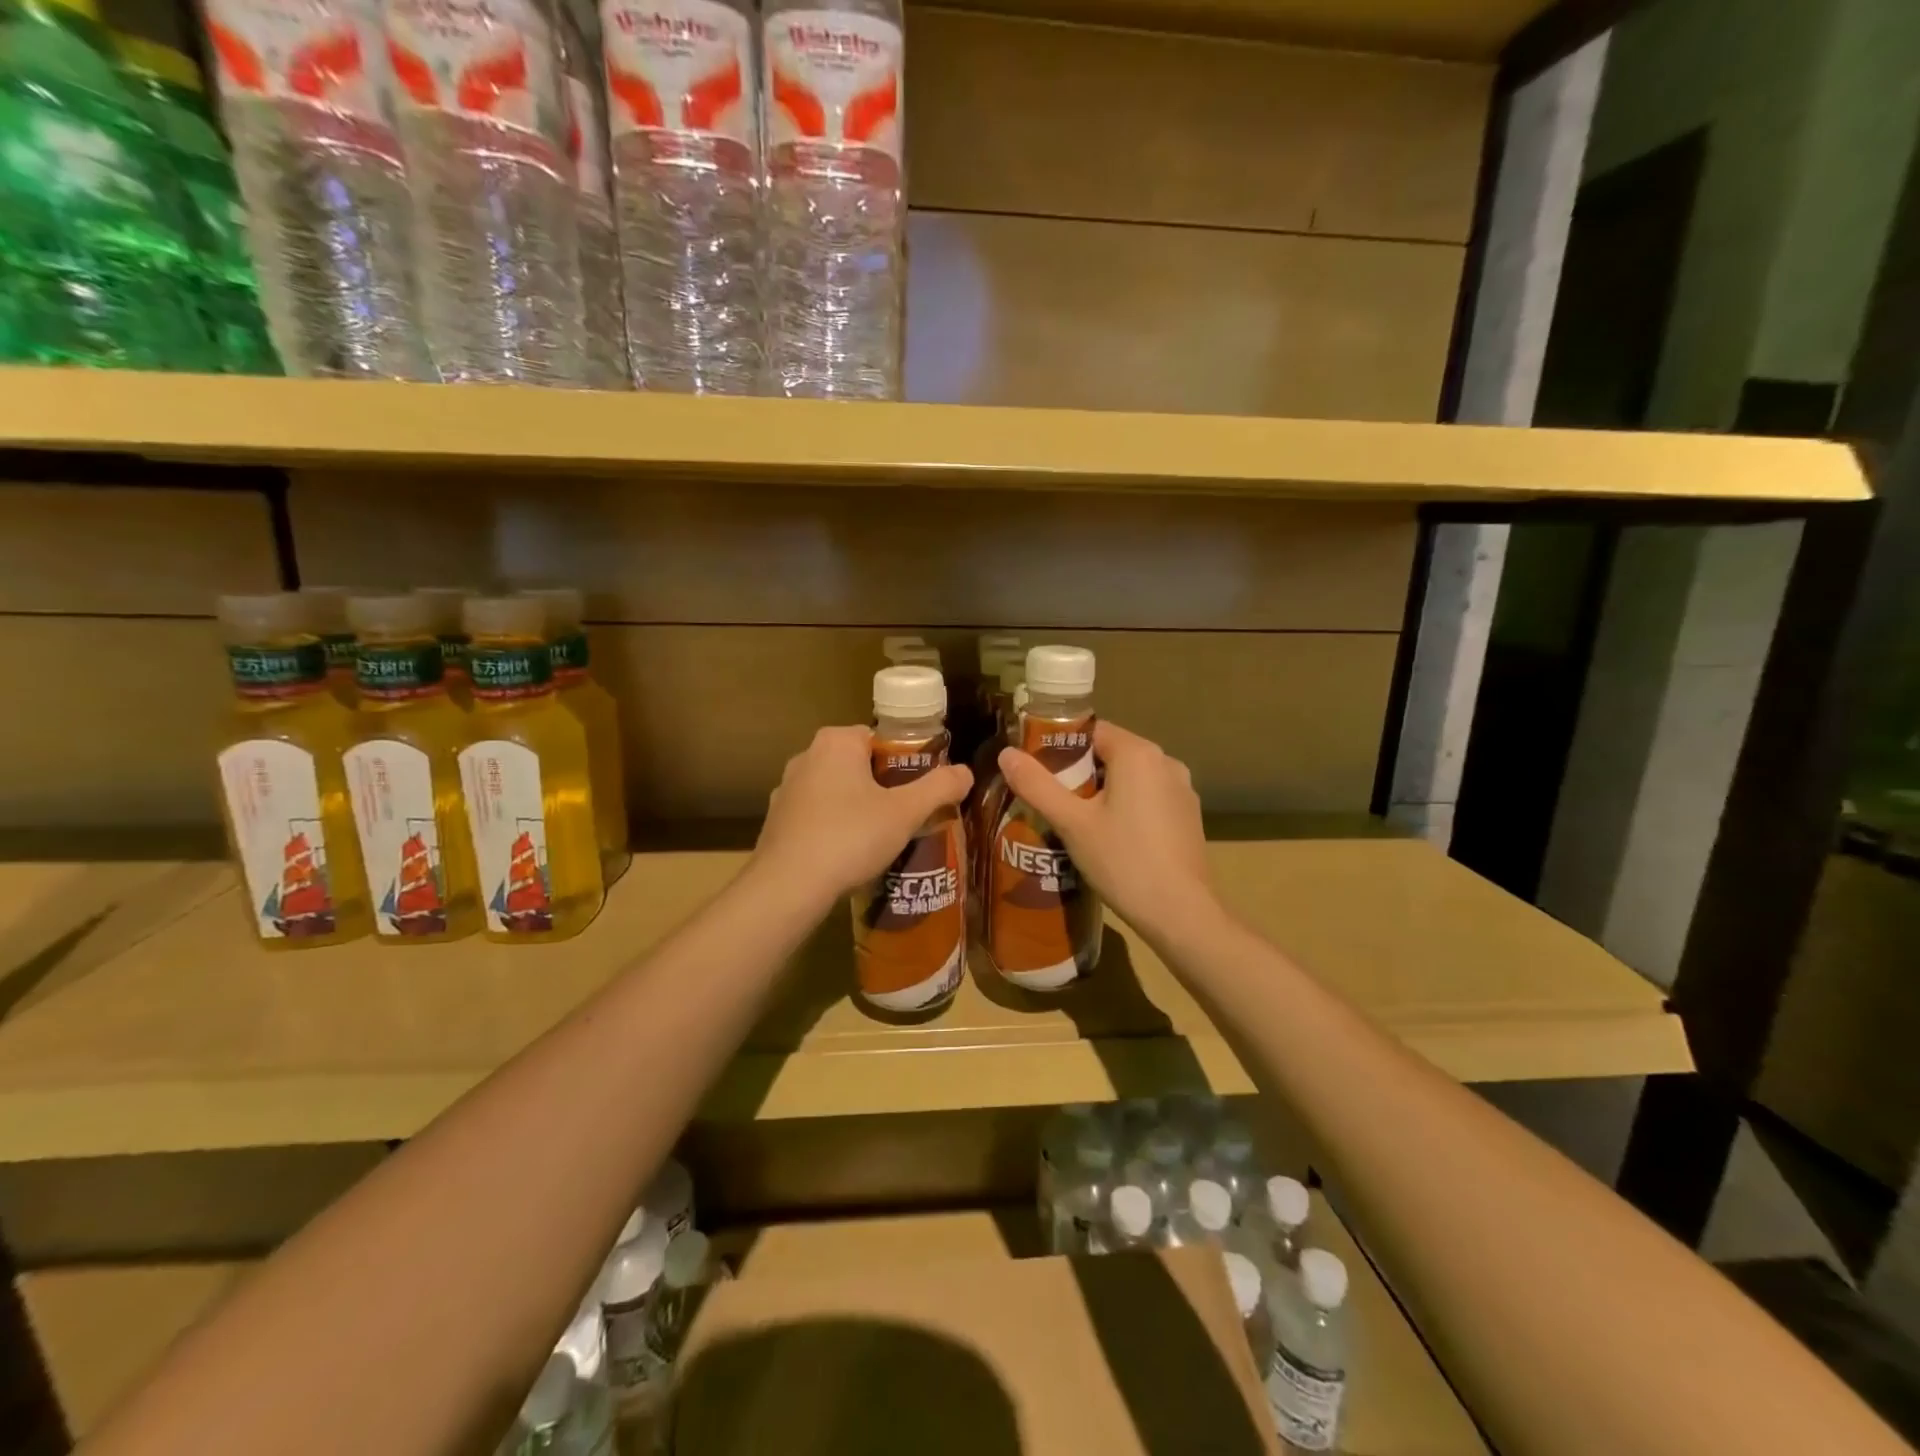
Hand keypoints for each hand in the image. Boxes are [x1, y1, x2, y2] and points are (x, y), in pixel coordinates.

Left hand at [751, 726, 972, 912]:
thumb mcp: (905, 812)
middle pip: (858, 765)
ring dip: (857, 809)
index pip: (880, 740)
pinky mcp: (776, 821)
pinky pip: (816, 816)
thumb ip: (939, 788)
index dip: (905, 764)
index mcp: (836, 742)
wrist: (788, 886)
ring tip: (880, 840)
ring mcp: (786, 789)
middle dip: (883, 788)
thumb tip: (967, 772)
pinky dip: (833, 828)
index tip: (919, 792)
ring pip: (836, 791)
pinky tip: (848, 855)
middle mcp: (806, 756)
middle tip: (906, 817)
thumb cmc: (850, 837)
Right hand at [997, 721, 1220, 942]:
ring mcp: (1182, 790)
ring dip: (1103, 793)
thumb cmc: (1123, 861)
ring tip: (1075, 823)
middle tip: (1052, 802)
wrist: (1181, 914)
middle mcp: (1166, 762)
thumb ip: (1037, 785)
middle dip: (1080, 774)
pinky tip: (1111, 840)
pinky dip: (1127, 809)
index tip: (1039, 773)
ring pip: (1131, 779)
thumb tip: (1006, 754)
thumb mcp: (1071, 823)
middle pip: (1111, 754)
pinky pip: (1149, 799)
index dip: (1061, 748)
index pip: (1092, 732)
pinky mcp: (1189, 817)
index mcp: (1139, 753)